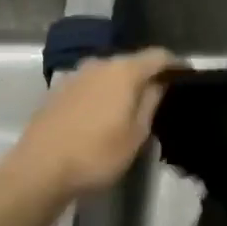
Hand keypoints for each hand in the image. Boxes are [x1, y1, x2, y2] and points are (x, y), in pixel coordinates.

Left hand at [7, 48, 176, 199]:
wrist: (39, 169)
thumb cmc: (96, 154)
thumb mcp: (136, 134)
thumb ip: (151, 102)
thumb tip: (159, 82)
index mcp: (123, 71)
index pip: (158, 55)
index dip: (176, 64)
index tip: (187, 77)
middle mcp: (99, 64)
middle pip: (132, 62)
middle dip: (148, 75)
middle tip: (161, 96)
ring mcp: (75, 76)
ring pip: (109, 73)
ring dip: (123, 85)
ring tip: (132, 107)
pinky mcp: (58, 91)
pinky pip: (91, 85)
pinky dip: (102, 93)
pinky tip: (103, 115)